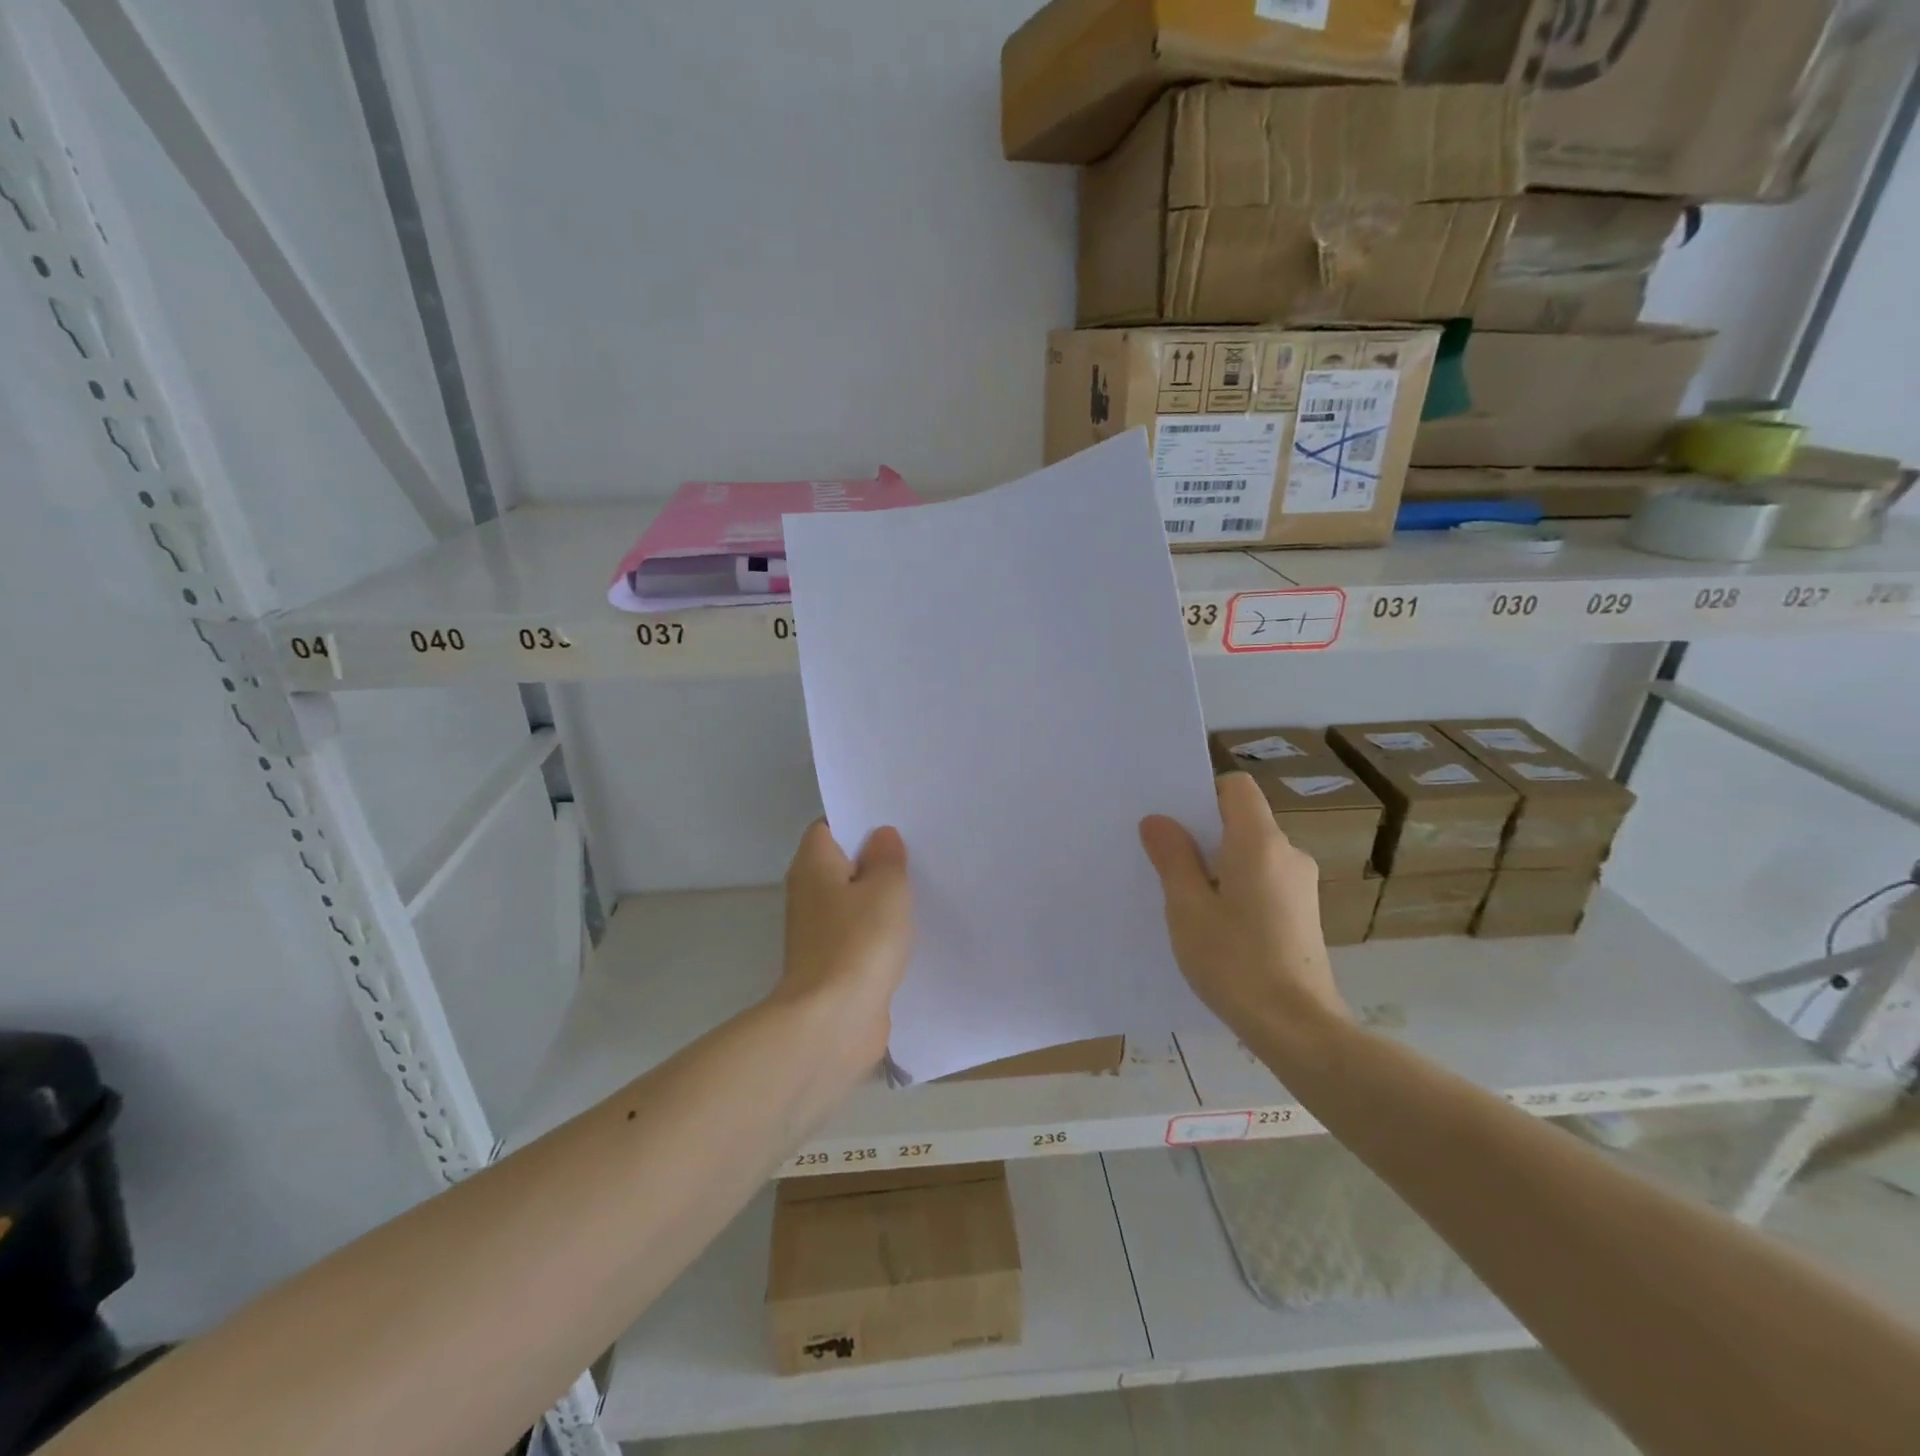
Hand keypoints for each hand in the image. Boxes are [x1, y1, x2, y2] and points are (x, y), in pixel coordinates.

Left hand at [775, 820, 912, 1079]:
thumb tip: (881, 836)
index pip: (830, 827)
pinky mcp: (835, 963)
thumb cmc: (858, 943)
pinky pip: (861, 933)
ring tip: (923, 884)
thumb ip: (888, 858)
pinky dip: (881, 930)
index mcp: (813, 865)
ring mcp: (820, 931)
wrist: (833, 1022)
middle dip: (877, 858)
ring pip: (854, 900)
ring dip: (881, 897)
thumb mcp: (886, 889)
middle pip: (843, 863)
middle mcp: (809, 893)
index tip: (895, 820)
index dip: (860, 820)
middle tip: (919, 849)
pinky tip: (913, 930)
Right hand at [1139, 772, 1349, 1042]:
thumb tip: (1158, 821)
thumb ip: (1173, 857)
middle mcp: (1288, 854)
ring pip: (1252, 854)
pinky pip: (1264, 881)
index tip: (1174, 820)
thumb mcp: (1187, 908)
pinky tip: (1217, 925)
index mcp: (1260, 842)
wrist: (1297, 1027)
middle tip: (1164, 859)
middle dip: (1203, 833)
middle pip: (1243, 820)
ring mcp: (1301, 885)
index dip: (1203, 793)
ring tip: (1186, 898)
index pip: (1236, 787)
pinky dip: (1238, 888)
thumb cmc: (1235, 960)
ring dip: (1219, 865)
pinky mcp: (1304, 914)